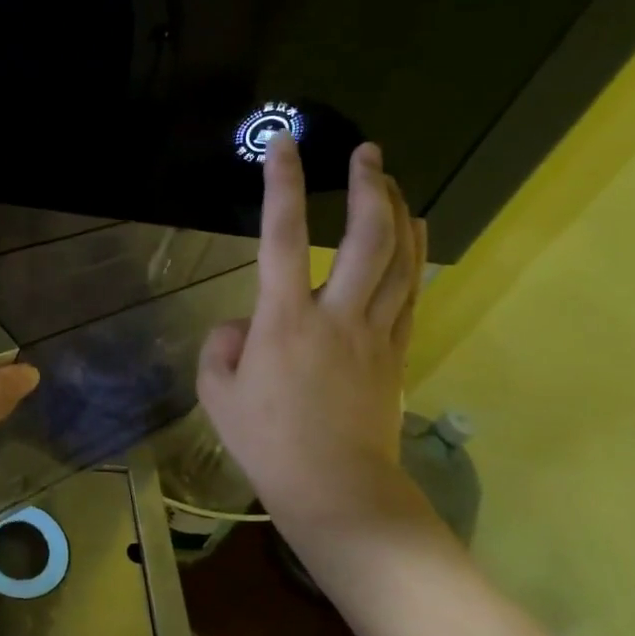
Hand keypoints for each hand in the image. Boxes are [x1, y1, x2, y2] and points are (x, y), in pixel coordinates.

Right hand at [197, 132, 437, 559]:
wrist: (335, 489)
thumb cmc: (268, 444)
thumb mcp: (218, 395)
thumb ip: (221, 349)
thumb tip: (242, 327)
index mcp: (284, 321)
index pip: (281, 238)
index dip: (281, 187)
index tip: (283, 146)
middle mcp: (336, 315)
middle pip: (365, 238)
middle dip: (366, 187)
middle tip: (365, 152)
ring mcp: (374, 333)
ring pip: (398, 259)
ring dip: (396, 211)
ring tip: (390, 179)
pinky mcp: (396, 352)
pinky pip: (412, 291)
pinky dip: (416, 253)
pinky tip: (417, 231)